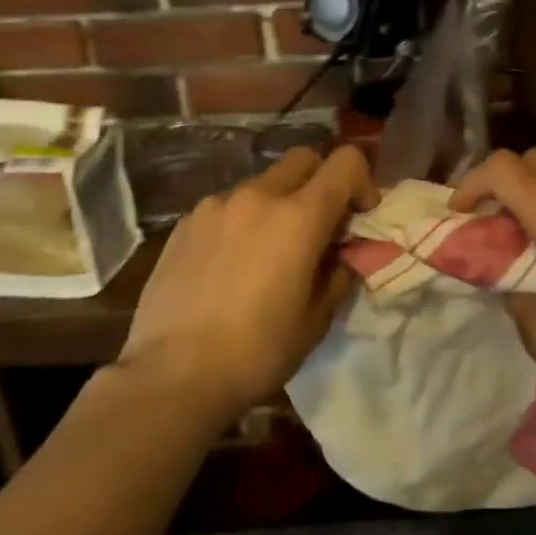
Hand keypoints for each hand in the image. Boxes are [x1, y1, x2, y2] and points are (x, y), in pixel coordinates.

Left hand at [117, 146, 375, 422]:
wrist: (173, 375)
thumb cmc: (258, 351)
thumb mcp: (317, 319)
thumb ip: (338, 272)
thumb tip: (341, 254)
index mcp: (299, 216)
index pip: (345, 162)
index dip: (362, 182)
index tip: (358, 217)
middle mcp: (257, 196)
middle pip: (303, 159)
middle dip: (321, 182)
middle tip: (319, 226)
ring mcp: (215, 205)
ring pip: (262, 183)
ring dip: (279, 203)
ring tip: (269, 251)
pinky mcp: (184, 223)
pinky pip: (227, 206)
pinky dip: (242, 221)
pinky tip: (230, 264)